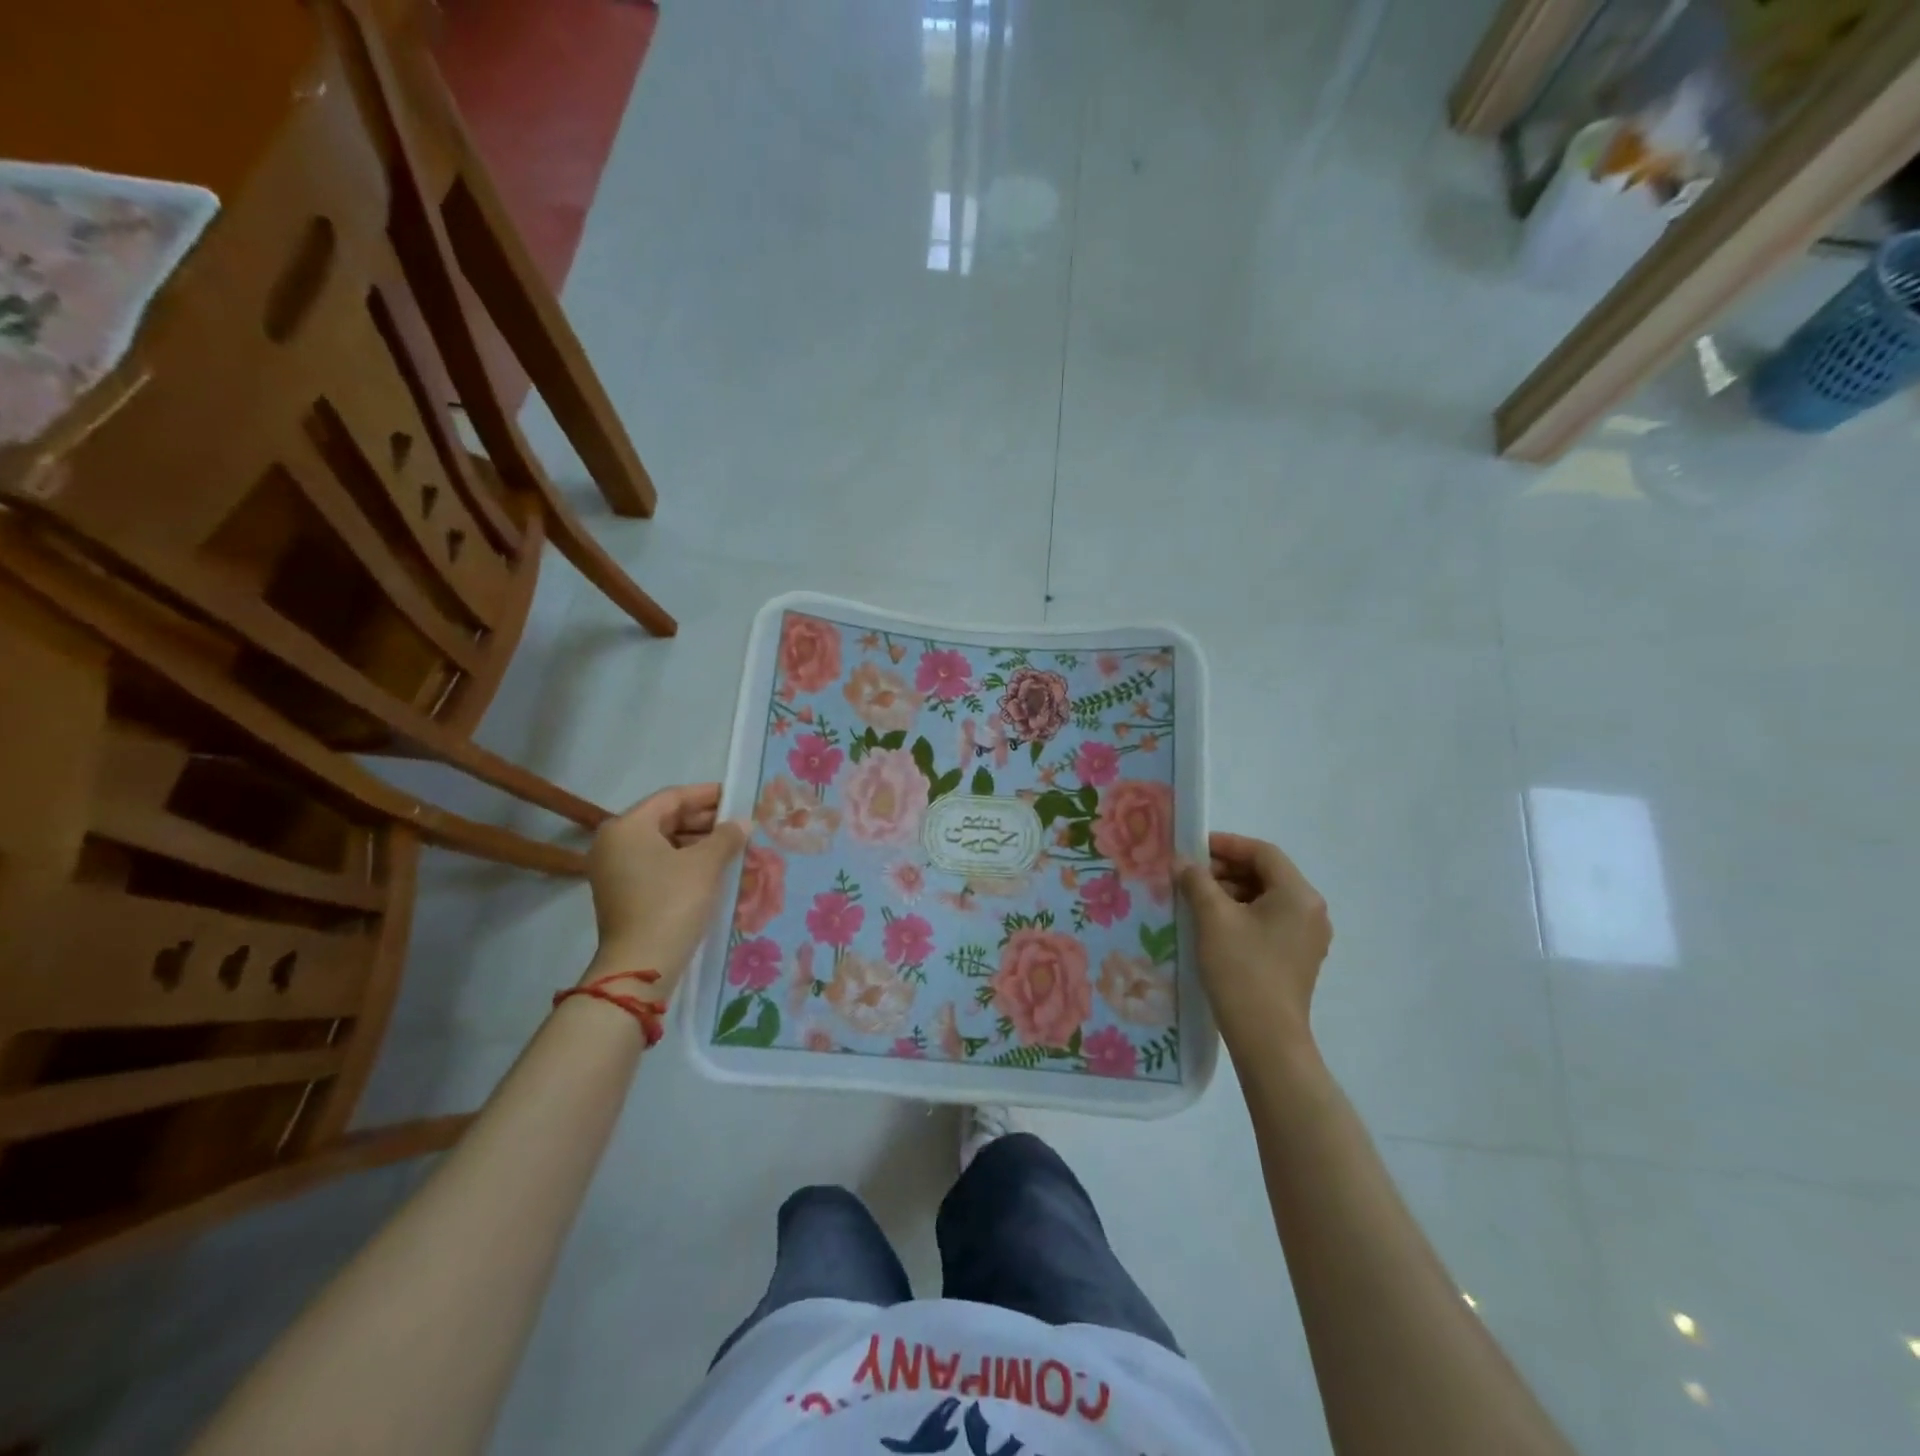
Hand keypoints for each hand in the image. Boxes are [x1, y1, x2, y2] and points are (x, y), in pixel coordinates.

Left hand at [582, 783, 746, 998]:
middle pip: (665, 820)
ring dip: (698, 842)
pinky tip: (714, 867)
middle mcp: (614, 843)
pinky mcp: (623, 893)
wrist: (642, 965)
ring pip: (663, 844)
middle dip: (705, 821)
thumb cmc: (672, 902)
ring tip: (733, 846)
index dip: (707, 795)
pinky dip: (685, 862)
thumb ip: (726, 836)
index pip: (672, 798)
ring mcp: (615, 870)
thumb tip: (742, 822)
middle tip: (739, 822)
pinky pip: (658, 865)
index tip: (737, 795)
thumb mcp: (705, 864)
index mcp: (627, 827)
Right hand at [1177, 832, 1332, 1051]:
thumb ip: (1197, 882)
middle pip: (1266, 874)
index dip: (1226, 845)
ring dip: (1231, 892)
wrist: (1267, 1038)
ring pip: (1266, 898)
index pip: (1262, 852)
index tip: (1193, 847)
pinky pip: (1268, 921)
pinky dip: (1241, 914)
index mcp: (1298, 895)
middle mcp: (1310, 911)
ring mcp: (1307, 937)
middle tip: (1189, 874)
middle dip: (1226, 869)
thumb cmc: (1242, 970)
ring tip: (1195, 899)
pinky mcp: (1296, 958)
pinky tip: (1212, 924)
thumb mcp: (1213, 919)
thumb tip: (1182, 862)